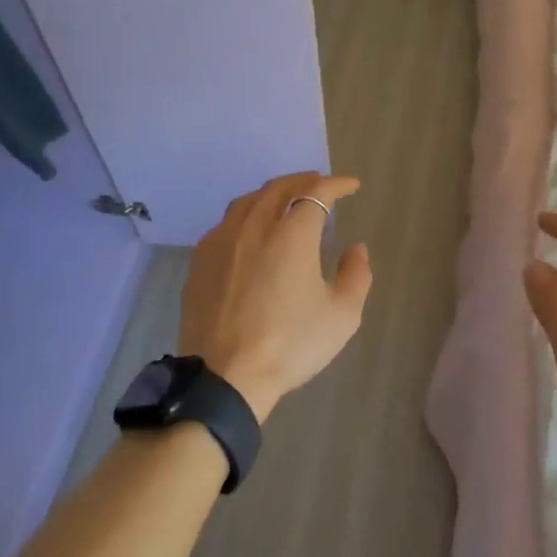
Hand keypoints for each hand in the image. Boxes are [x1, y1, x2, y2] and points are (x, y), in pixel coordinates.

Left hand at [179, 173, 373, 421]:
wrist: (225, 375)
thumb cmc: (290, 344)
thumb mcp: (342, 315)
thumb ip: (356, 275)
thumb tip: (355, 249)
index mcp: (292, 234)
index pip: (317, 192)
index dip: (336, 184)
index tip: (351, 185)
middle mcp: (254, 226)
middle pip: (279, 188)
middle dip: (304, 180)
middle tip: (320, 185)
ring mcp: (222, 240)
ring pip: (248, 200)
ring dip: (272, 193)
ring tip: (285, 201)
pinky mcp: (200, 260)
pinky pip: (226, 223)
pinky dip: (246, 215)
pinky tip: (250, 231)